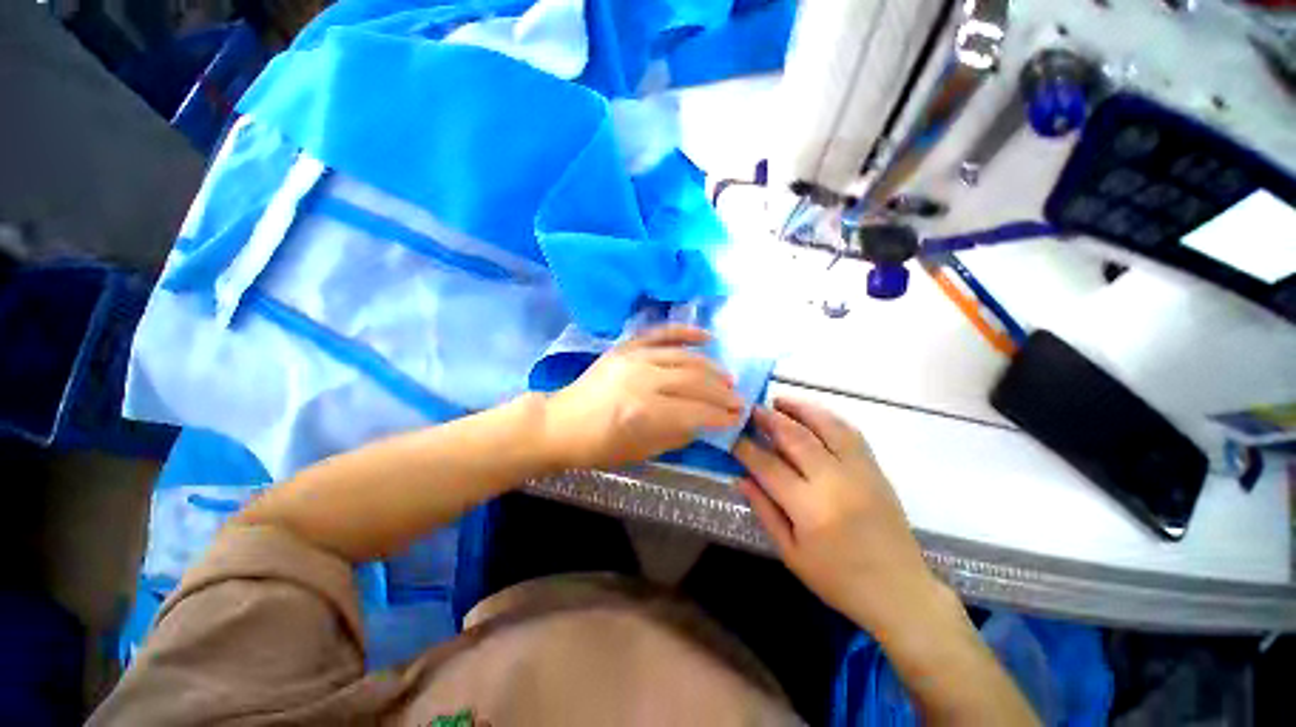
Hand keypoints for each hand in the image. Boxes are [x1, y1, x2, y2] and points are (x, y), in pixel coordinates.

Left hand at [543, 325, 744, 469]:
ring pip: (684, 358)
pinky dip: (685, 332)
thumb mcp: (641, 452)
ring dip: (711, 367)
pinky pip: (660, 333)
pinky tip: (706, 336)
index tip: (736, 418)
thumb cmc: (598, 446)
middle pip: (695, 381)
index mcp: (645, 411)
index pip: (696, 411)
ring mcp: (634, 358)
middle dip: (722, 393)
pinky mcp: (626, 347)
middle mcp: (643, 379)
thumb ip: (677, 435)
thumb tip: (703, 422)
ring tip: (727, 379)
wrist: (561, 423)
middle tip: (738, 400)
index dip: (720, 416)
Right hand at [734, 398, 948, 635]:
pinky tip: (811, 414)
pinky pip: (850, 432)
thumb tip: (740, 477)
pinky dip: (827, 417)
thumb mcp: (791, 553)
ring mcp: (860, 472)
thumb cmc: (838, 580)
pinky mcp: (876, 470)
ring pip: (826, 426)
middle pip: (796, 438)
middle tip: (750, 409)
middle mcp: (836, 483)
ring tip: (778, 401)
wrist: (900, 592)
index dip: (746, 448)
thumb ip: (764, 510)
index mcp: (810, 509)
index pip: (768, 466)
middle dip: (769, 419)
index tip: (731, 436)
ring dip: (799, 409)